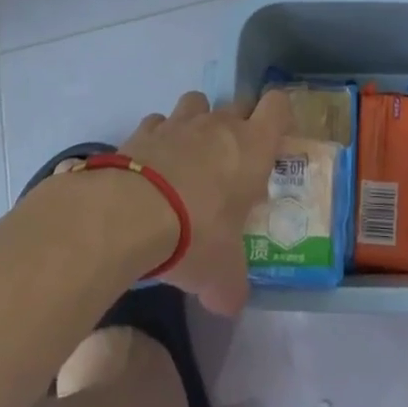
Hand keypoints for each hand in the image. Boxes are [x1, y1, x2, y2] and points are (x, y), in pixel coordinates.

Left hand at [118, 89, 288, 316]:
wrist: (129, 213)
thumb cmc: (195, 234)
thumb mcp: (221, 274)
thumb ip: (230, 286)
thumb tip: (228, 304)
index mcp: (253, 147)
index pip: (277, 106)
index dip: (278, 117)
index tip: (273, 140)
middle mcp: (220, 124)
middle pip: (238, 102)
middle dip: (238, 123)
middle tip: (231, 161)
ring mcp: (179, 122)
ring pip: (197, 102)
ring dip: (197, 122)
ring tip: (188, 157)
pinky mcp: (143, 130)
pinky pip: (157, 123)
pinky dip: (157, 138)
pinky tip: (151, 167)